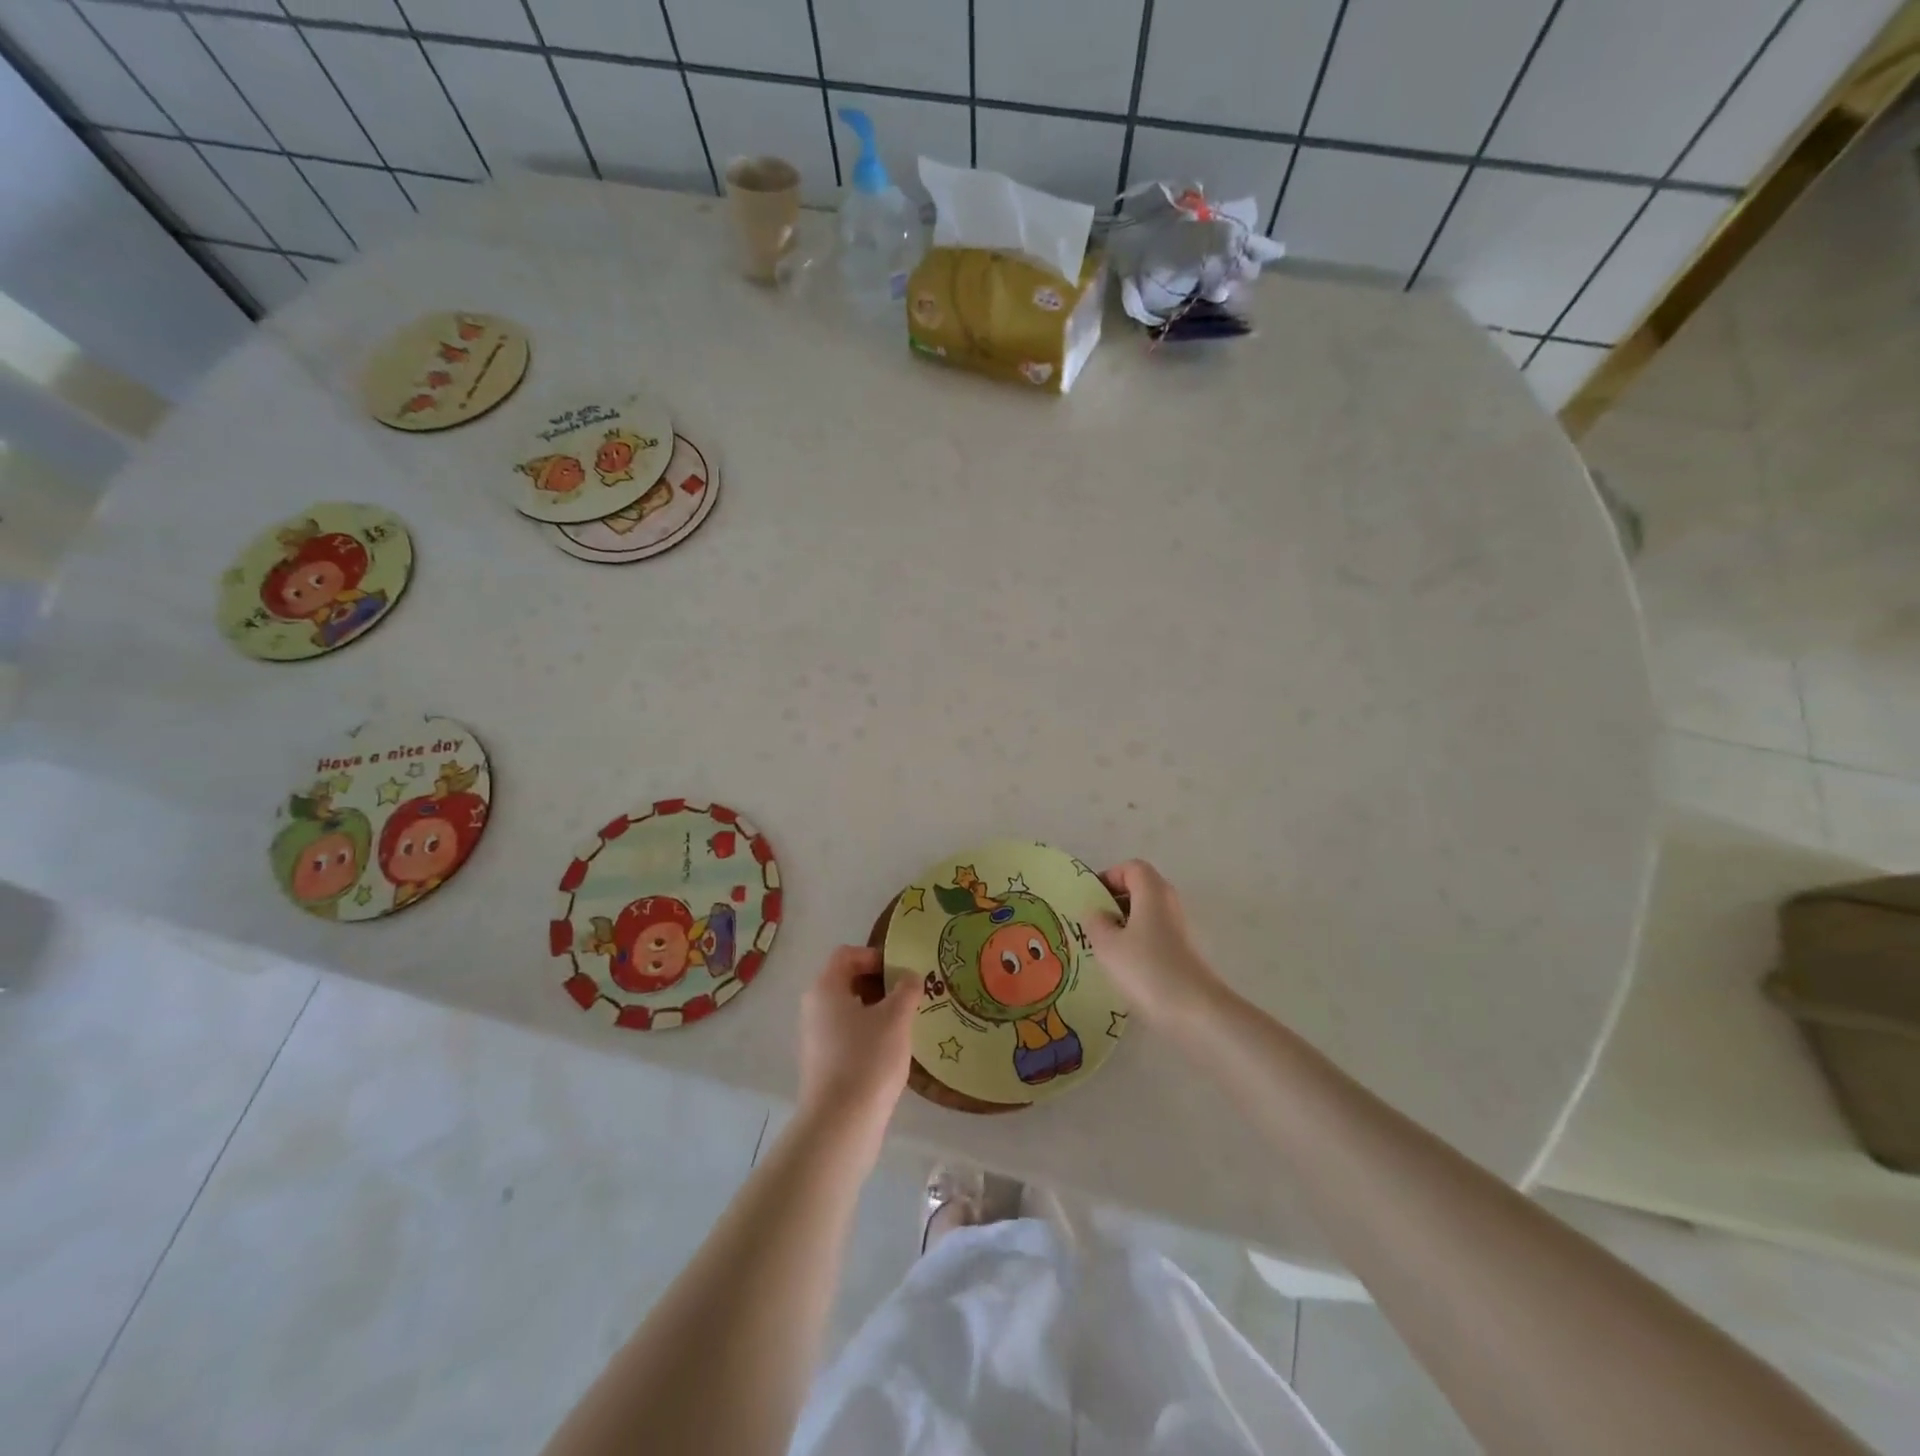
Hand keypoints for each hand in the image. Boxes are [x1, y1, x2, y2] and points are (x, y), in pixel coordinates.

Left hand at [797, 946, 918, 1136]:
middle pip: (846, 981)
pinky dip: (867, 1034)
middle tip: (908, 996)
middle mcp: (813, 1008)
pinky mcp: (821, 1063)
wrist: (840, 1124)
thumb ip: (906, 989)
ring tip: (904, 1023)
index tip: (901, 972)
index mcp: (825, 988)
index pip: (847, 955)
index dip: (875, 956)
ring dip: (875, 1010)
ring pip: (848, 1010)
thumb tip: (909, 977)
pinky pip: (846, 1035)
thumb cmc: (867, 1059)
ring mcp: (815, 1037)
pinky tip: (890, 1051)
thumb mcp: (896, 1018)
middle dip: (879, 984)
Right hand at [1084, 860, 1225, 1029]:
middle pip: (1141, 888)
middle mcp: (1169, 903)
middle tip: (1093, 922)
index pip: (1132, 867)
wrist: (1195, 1012)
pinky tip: (1124, 967)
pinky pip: (1155, 936)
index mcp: (1153, 892)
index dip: (1110, 876)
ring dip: (1124, 924)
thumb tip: (1097, 913)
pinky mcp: (1184, 953)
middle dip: (1115, 901)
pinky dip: (1138, 943)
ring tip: (1103, 947)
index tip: (1091, 898)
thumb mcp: (1107, 945)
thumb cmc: (1146, 969)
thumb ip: (1095, 922)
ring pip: (1147, 914)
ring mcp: (1180, 929)